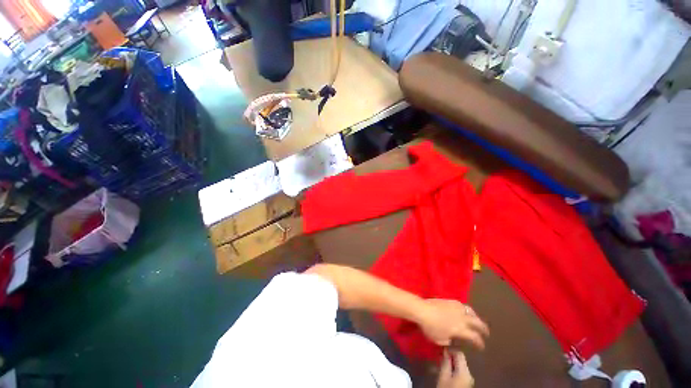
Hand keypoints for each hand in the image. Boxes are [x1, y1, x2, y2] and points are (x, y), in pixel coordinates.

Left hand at [418, 299, 489, 349]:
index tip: (481, 346)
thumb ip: (448, 341)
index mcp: (461, 329)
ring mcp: (456, 308)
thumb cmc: (430, 327)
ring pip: (471, 312)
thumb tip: (451, 339)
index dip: (480, 343)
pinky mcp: (450, 301)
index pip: (475, 337)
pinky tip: (465, 311)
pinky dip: (467, 310)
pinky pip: (462, 305)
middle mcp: (462, 318)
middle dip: (483, 328)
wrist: (422, 309)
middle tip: (486, 333)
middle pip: (477, 322)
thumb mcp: (439, 340)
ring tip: (477, 320)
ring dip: (476, 317)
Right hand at [437, 350, 473, 387]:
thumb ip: (446, 362)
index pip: (459, 353)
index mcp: (465, 371)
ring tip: (441, 362)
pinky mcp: (467, 383)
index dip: (450, 348)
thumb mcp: (443, 376)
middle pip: (461, 359)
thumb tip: (445, 350)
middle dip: (450, 356)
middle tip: (440, 355)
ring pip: (460, 365)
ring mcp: (469, 379)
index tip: (441, 348)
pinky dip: (453, 368)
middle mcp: (470, 374)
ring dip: (451, 362)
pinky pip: (460, 371)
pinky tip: (446, 370)